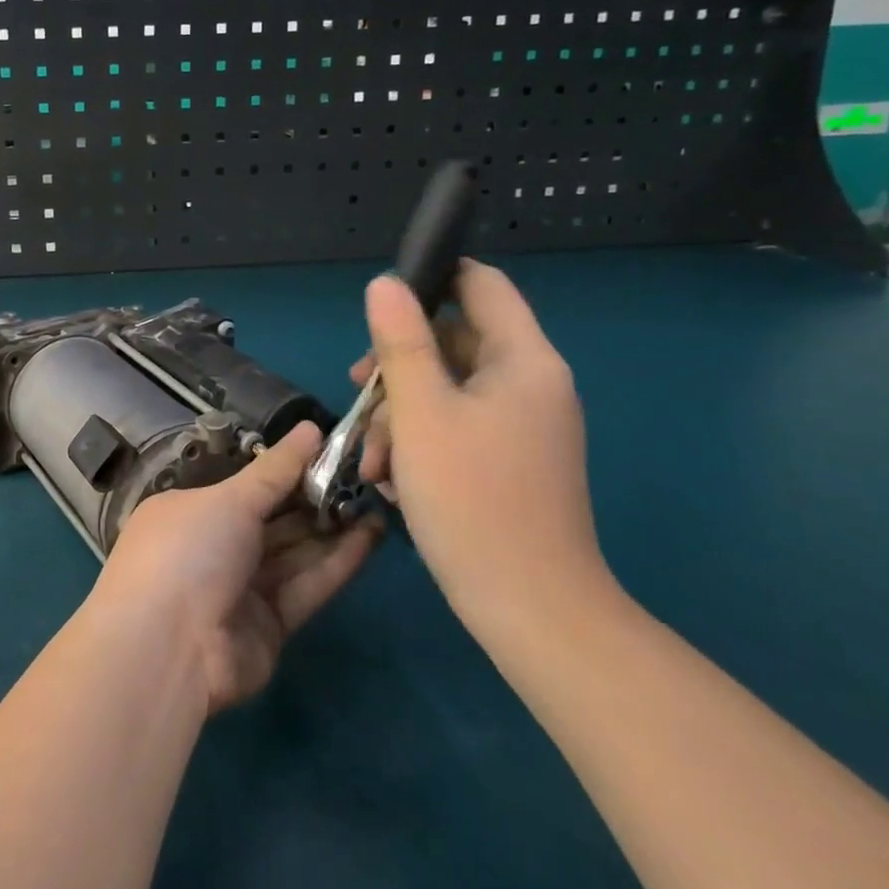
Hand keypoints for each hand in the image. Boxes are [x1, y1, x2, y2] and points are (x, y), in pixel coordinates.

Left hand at [92, 422, 384, 715]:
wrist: (169, 648)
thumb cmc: (190, 551)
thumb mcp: (230, 499)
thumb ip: (276, 469)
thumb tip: (311, 428)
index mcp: (191, 511)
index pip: (246, 486)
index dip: (287, 469)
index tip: (330, 450)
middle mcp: (214, 547)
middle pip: (273, 520)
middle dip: (315, 498)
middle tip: (364, 474)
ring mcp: (241, 589)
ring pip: (294, 553)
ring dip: (333, 529)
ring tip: (377, 499)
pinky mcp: (269, 627)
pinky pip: (305, 587)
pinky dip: (336, 563)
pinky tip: (372, 536)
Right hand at [353, 262, 613, 645]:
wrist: (530, 609)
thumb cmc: (472, 498)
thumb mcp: (421, 412)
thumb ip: (401, 342)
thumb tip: (385, 282)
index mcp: (522, 360)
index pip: (479, 284)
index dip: (431, 279)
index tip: (379, 309)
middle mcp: (529, 384)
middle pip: (453, 341)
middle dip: (398, 366)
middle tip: (357, 392)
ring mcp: (521, 426)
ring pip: (446, 390)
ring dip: (399, 414)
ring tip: (371, 461)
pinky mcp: (508, 461)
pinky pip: (456, 427)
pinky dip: (420, 442)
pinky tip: (390, 480)